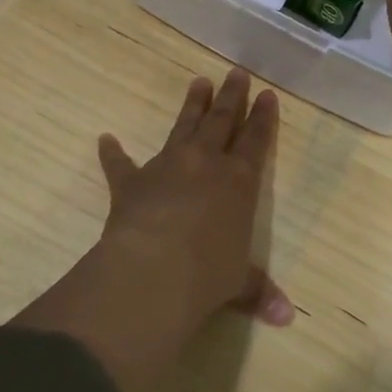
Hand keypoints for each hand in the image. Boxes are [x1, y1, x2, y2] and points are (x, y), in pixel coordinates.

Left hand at [11, 69, 291, 391]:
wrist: (154, 270)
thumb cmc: (209, 274)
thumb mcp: (240, 283)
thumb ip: (260, 292)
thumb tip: (286, 318)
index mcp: (240, 181)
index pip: (256, 141)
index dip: (263, 118)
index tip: (267, 95)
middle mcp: (206, 164)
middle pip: (222, 121)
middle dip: (231, 97)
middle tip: (236, 72)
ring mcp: (166, 167)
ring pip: (183, 127)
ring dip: (192, 106)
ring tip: (198, 82)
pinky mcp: (131, 182)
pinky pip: (120, 164)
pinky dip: (113, 153)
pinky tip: (105, 139)